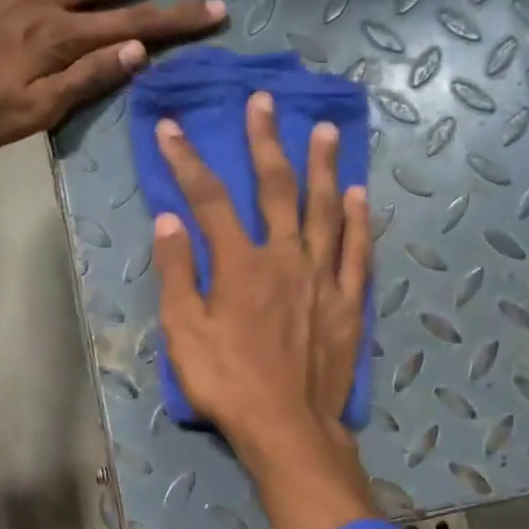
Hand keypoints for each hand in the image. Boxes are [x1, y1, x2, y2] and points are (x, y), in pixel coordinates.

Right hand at [152, 93, 381, 528]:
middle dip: (266, 142)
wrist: (287, 426)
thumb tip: (169, 220)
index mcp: (240, 264)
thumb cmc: (227, 383)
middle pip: (276, 188)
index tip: (171, 128)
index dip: (187, 161)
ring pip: (325, 209)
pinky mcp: (348, 302)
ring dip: (323, 166)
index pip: (209, 200)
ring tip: (324, 130)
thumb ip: (178, 273)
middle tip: (265, 102)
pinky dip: (359, 220)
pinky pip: (357, 251)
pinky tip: (360, 194)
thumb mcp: (185, 332)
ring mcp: (323, 277)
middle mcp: (285, 257)